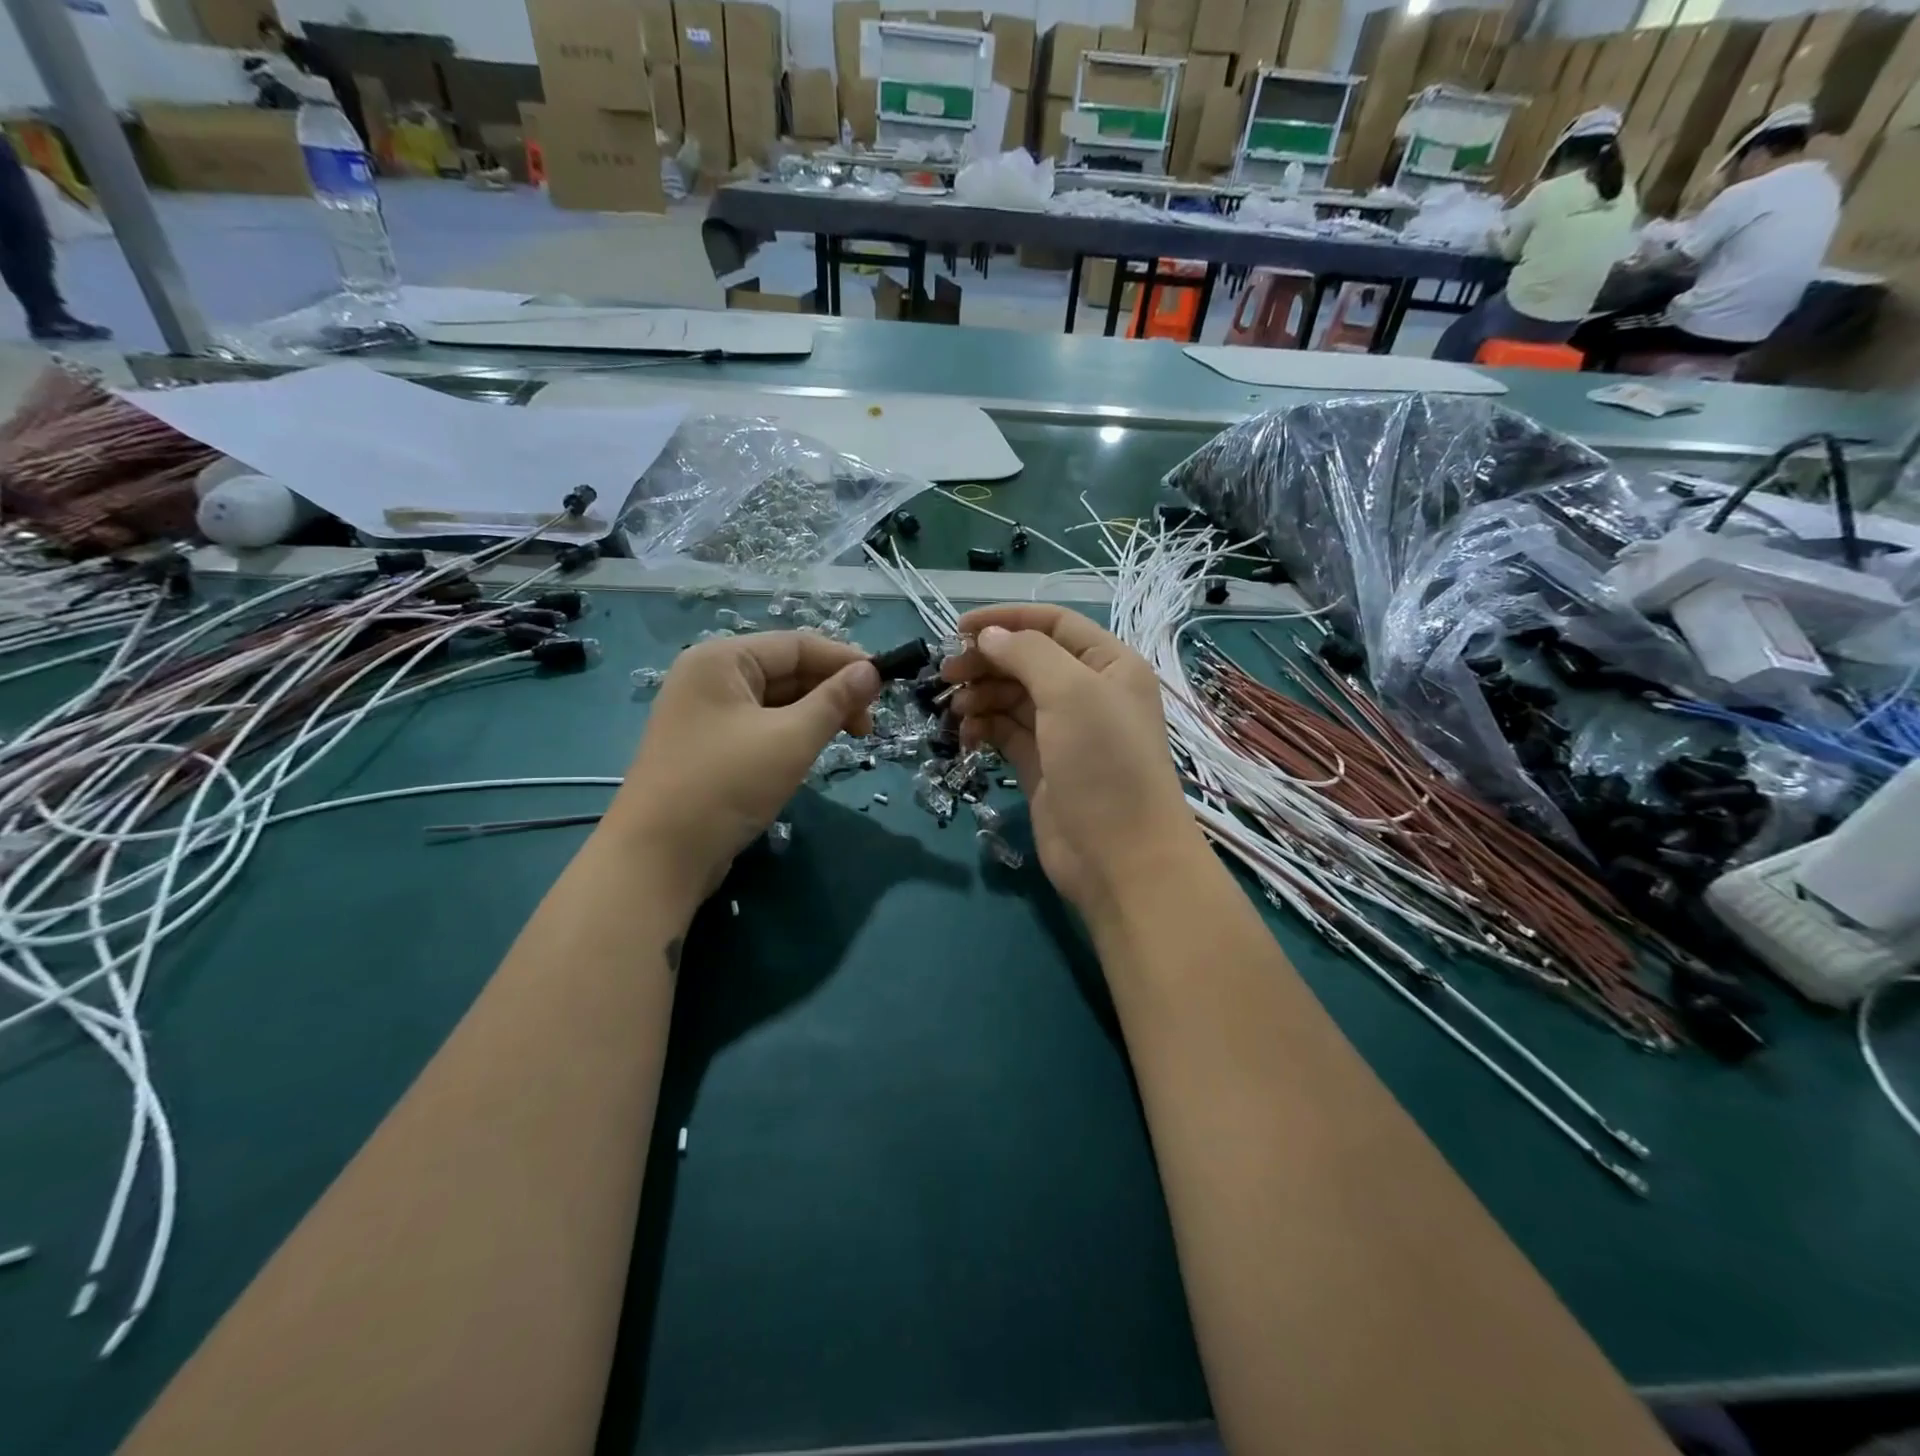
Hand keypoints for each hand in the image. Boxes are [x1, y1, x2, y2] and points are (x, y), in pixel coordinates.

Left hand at [613, 632, 880, 902]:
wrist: (659, 857)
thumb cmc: (726, 785)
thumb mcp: (791, 739)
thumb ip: (835, 701)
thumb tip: (872, 671)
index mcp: (722, 660)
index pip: (796, 644)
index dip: (844, 660)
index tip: (885, 684)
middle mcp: (709, 678)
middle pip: (785, 670)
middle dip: (831, 691)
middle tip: (868, 724)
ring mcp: (705, 715)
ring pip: (775, 702)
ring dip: (815, 715)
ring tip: (849, 738)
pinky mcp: (708, 748)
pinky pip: (760, 727)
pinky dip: (791, 734)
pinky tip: (812, 752)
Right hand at [941, 604, 1205, 918]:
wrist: (1121, 858)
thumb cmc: (1104, 764)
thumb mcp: (1072, 692)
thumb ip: (1028, 653)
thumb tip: (988, 636)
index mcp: (1109, 664)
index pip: (1052, 624)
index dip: (1005, 620)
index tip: (957, 628)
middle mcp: (1089, 693)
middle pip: (1027, 661)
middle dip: (986, 662)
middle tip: (945, 675)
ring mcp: (1064, 732)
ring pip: (1012, 698)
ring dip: (980, 697)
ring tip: (954, 710)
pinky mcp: (1042, 767)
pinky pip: (1006, 733)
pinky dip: (984, 728)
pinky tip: (966, 736)